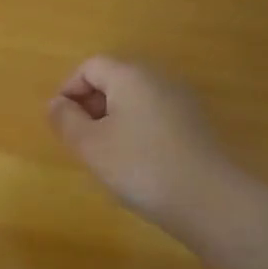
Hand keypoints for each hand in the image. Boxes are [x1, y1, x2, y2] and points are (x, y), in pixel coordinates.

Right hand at [47, 56, 250, 230]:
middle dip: (91, 104)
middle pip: (115, 79)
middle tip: (81, 139)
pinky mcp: (198, 125)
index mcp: (130, 75)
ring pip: (136, 99)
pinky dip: (138, 130)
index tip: (62, 122)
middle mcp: (159, 78)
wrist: (211, 202)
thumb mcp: (90, 145)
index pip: (90, 66)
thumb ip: (65, 119)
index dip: (69, 89)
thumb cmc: (141, 166)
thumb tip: (56, 104)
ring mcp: (183, 101)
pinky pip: (156, 116)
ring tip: (107, 154)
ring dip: (114, 119)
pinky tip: (138, 163)